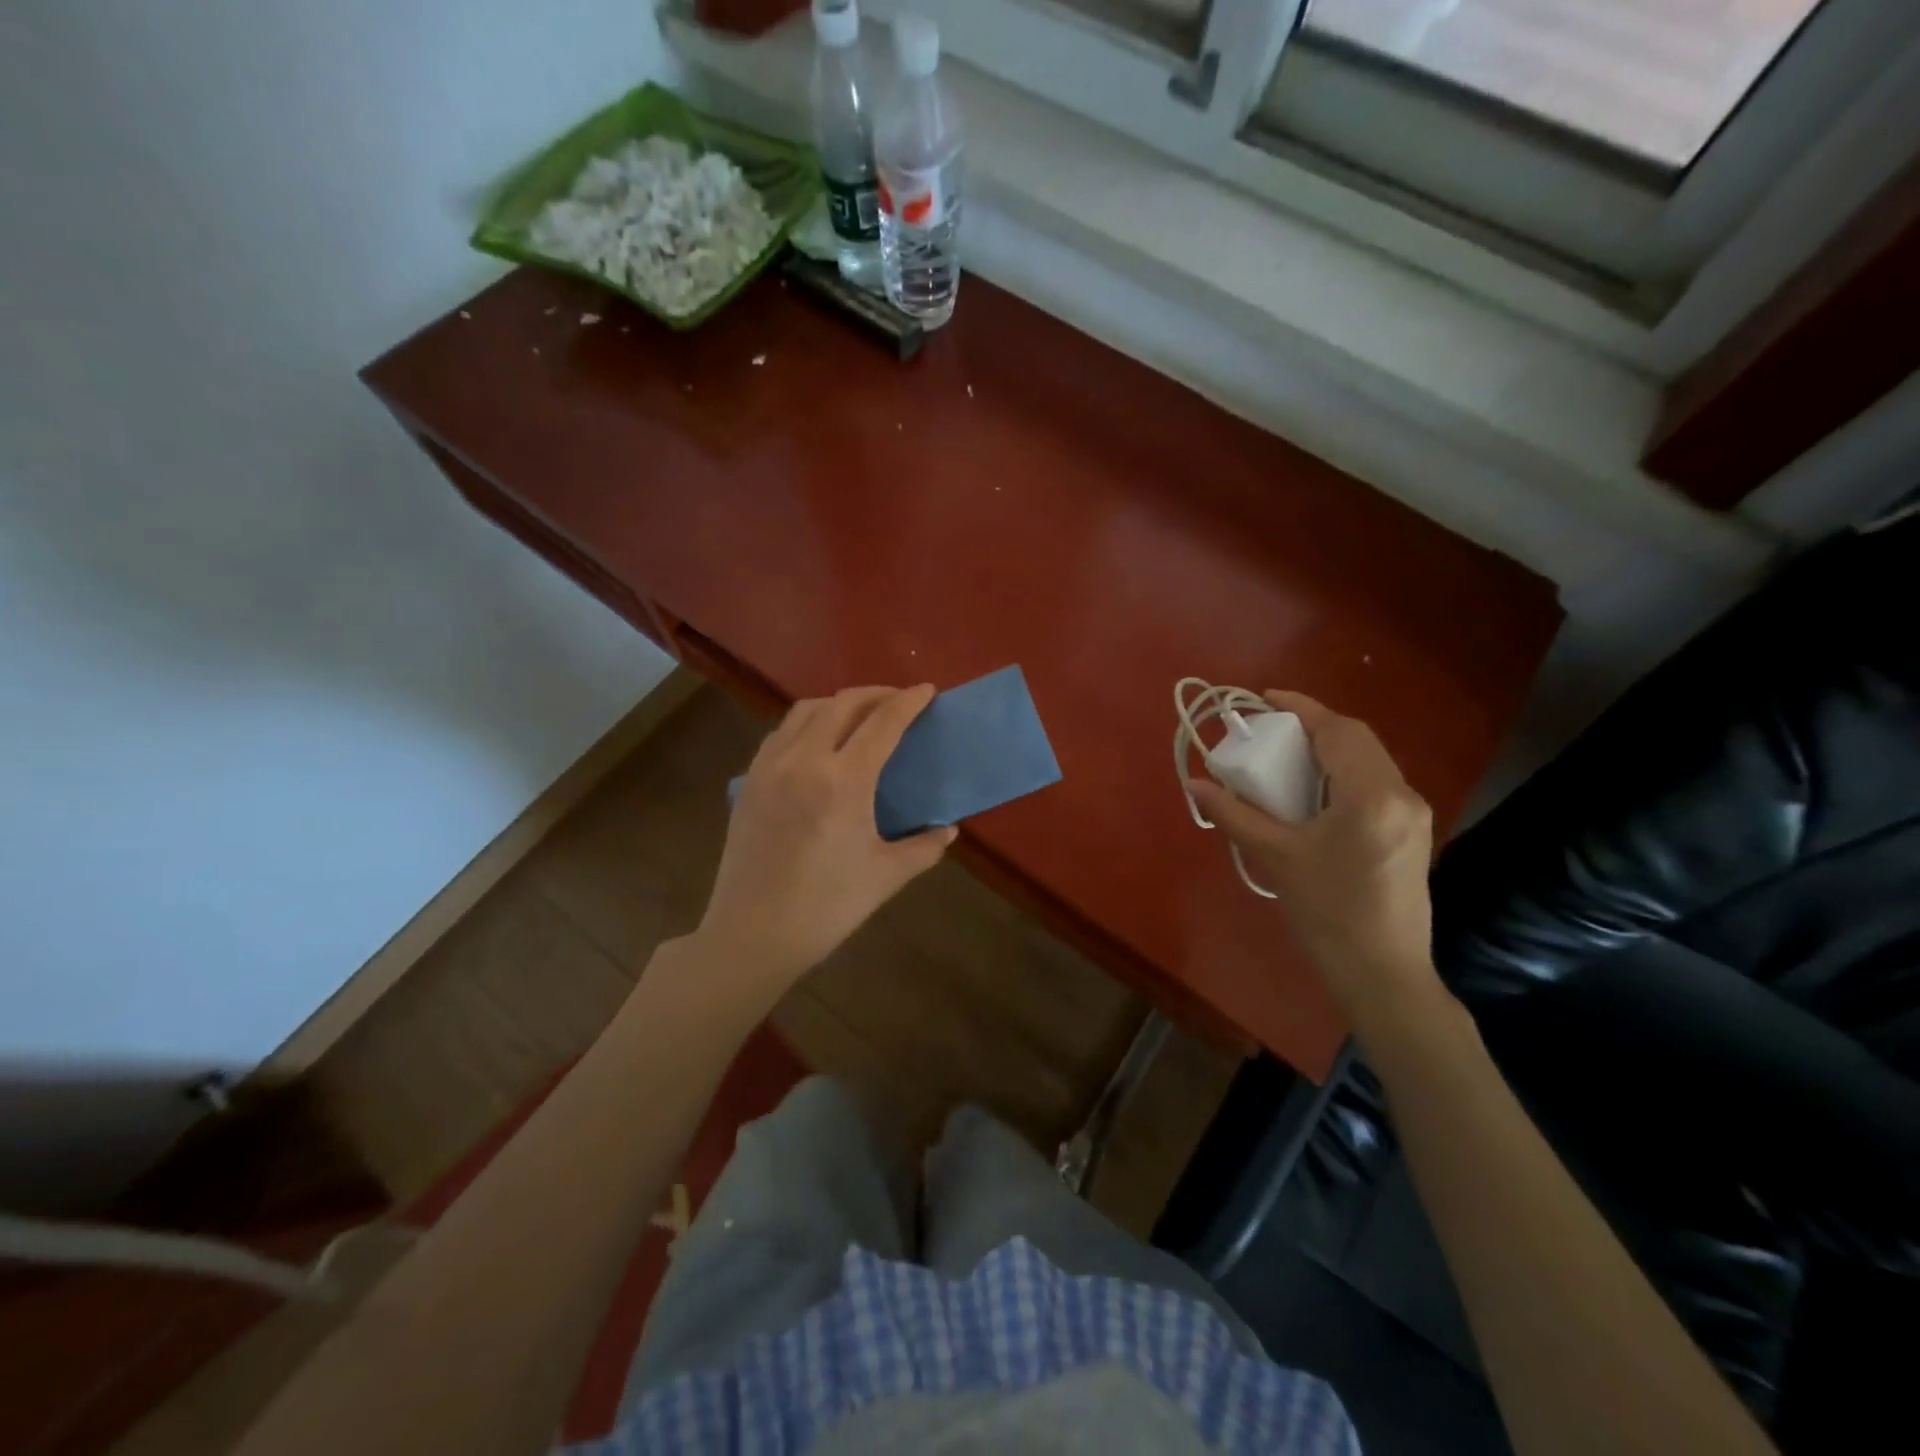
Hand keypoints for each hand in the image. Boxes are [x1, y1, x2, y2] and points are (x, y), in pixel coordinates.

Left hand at [695, 684, 955, 994]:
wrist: (753, 934)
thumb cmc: (827, 907)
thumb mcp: (886, 876)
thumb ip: (924, 847)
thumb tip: (948, 829)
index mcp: (844, 780)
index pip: (882, 723)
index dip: (908, 702)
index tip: (927, 690)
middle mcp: (804, 760)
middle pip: (842, 704)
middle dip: (875, 694)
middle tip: (898, 700)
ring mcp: (770, 767)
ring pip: (806, 710)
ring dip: (838, 702)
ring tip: (860, 714)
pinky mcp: (749, 781)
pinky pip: (781, 732)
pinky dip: (807, 722)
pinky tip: (818, 741)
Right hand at [1186, 691, 1442, 1036]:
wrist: (1383, 973)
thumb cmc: (1327, 913)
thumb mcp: (1276, 858)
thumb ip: (1235, 815)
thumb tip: (1195, 784)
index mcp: (1371, 796)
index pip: (1338, 731)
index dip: (1301, 708)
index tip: (1265, 698)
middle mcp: (1401, 795)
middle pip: (1358, 739)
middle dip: (1315, 725)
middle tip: (1273, 729)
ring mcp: (1413, 815)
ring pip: (1370, 760)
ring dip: (1331, 748)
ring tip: (1289, 755)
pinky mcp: (1412, 833)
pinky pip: (1376, 783)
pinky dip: (1344, 772)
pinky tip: (1316, 791)